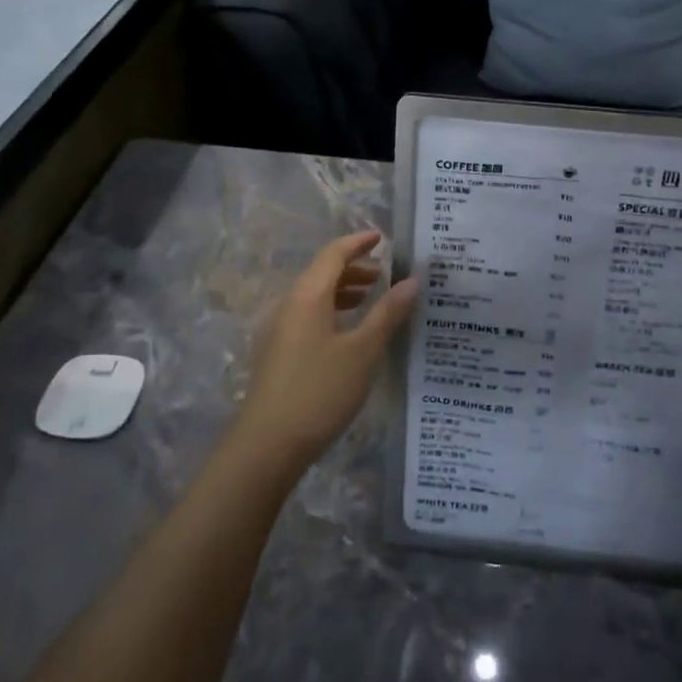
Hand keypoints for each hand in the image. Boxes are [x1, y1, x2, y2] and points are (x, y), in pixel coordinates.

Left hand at [234, 230, 417, 472]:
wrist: (268, 444)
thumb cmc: (320, 390)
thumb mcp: (363, 351)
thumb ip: (388, 313)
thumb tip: (413, 280)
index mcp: (308, 295)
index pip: (334, 254)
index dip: (358, 242)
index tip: (382, 238)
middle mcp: (289, 304)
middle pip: (322, 272)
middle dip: (354, 268)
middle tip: (385, 273)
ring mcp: (279, 330)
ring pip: (315, 296)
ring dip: (344, 290)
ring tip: (372, 297)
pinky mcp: (278, 353)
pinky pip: (309, 316)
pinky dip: (332, 311)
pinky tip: (349, 331)